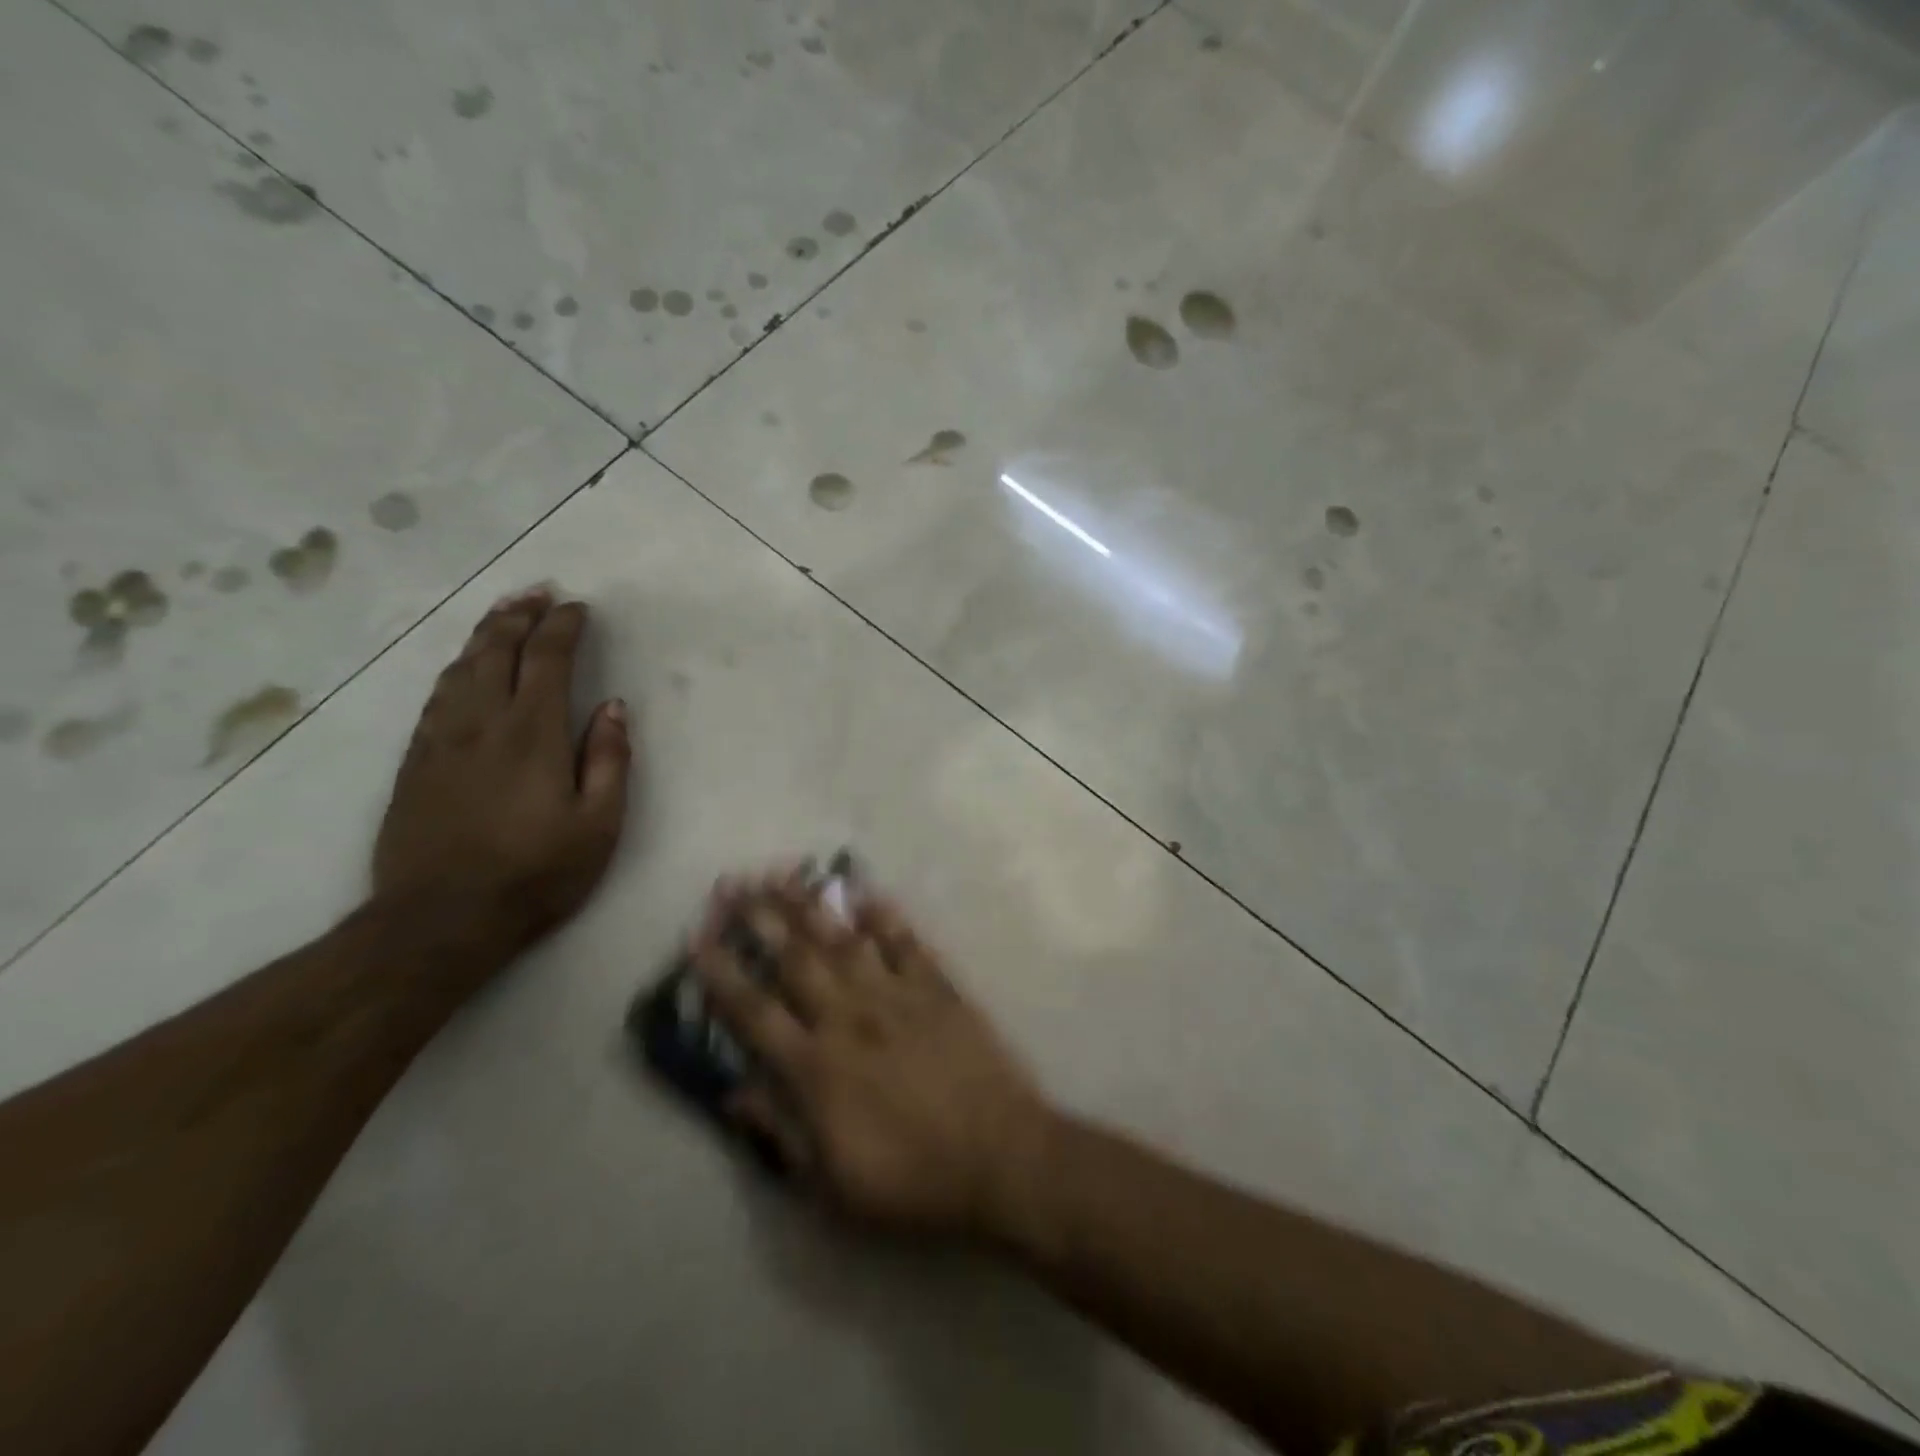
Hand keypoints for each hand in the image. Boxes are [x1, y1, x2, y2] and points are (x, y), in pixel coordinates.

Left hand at [373, 587, 633, 954]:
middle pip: (495, 650)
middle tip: (538, 592)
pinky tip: (462, 668)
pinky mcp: (414, 762)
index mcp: (531, 733)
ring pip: (459, 668)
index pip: (546, 659)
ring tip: (502, 614)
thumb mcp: (598, 824)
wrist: (439, 920)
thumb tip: (613, 708)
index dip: (562, 626)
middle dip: (518, 615)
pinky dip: (454, 670)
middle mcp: (481, 723)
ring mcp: (440, 740)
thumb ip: (608, 760)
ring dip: (484, 634)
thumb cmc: (536, 873)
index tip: (578, 607)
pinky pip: (434, 698)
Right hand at [693, 874, 1054, 1236]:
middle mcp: (849, 1018)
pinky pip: (906, 944)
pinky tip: (866, 893)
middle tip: (733, 884)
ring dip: (811, 906)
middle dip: (760, 919)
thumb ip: (780, 1131)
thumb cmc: (911, 1181)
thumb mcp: (830, 1183)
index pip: (755, 1012)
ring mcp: (896, 996)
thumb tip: (733, 1093)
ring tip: (784, 874)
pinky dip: (885, 917)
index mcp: (817, 1067)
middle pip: (796, 959)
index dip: (722, 974)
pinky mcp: (939, 989)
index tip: (698, 939)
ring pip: (844, 940)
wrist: (999, 1159)